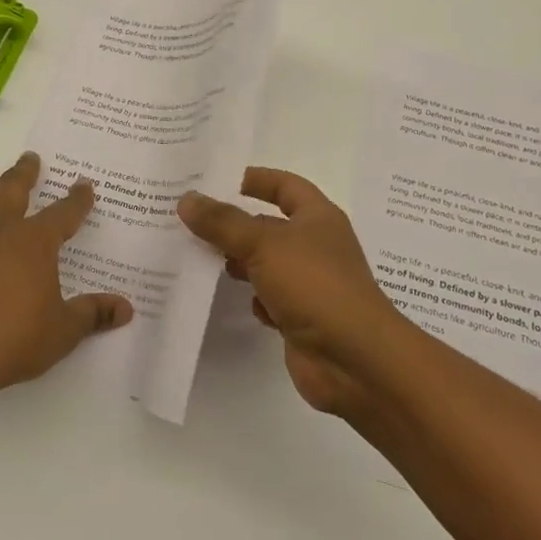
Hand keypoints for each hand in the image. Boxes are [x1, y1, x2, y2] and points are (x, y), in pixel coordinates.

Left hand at [0, 152, 133, 400]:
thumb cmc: (14, 340)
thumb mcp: (63, 331)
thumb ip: (93, 314)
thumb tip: (125, 308)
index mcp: (34, 243)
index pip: (63, 212)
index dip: (77, 198)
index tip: (84, 184)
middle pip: (12, 189)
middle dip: (24, 172)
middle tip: (30, 158)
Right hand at [178, 169, 405, 415]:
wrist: (354, 359)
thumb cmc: (314, 285)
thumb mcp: (264, 244)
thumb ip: (223, 222)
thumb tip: (187, 199)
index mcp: (317, 217)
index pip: (284, 185)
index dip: (255, 179)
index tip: (216, 180)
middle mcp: (315, 245)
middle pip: (269, 226)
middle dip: (235, 224)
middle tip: (190, 222)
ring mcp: (309, 283)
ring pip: (266, 263)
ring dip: (238, 262)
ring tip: (200, 258)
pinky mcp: (300, 317)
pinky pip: (269, 298)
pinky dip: (252, 298)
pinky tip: (233, 300)